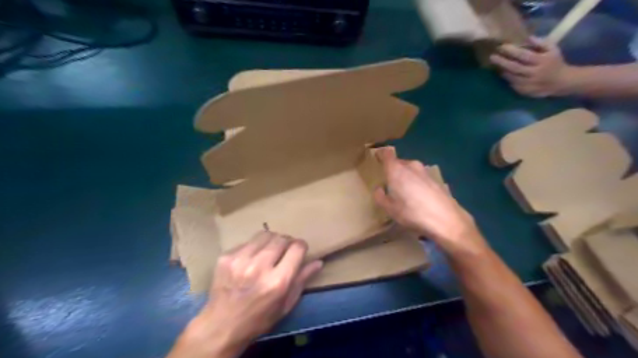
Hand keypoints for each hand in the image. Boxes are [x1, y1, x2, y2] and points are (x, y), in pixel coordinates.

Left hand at [168, 232, 321, 357]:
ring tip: (269, 252)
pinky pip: (247, 242)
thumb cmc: (259, 319)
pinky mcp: (226, 257)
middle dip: (287, 242)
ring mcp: (240, 260)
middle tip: (284, 251)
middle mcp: (259, 267)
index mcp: (278, 282)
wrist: (221, 326)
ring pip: (265, 235)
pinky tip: (250, 260)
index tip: (299, 251)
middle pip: (281, 238)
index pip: (297, 247)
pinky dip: (254, 248)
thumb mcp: (286, 304)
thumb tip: (318, 262)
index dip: (301, 246)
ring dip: (271, 241)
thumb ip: (302, 280)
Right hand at [375, 147, 483, 254]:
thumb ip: (380, 197)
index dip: (381, 155)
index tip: (377, 159)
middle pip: (399, 162)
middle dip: (393, 170)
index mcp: (396, 170)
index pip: (386, 153)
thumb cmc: (412, 213)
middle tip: (389, 182)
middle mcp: (411, 166)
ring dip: (406, 177)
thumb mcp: (389, 209)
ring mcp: (425, 172)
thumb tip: (379, 189)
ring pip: (410, 170)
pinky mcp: (436, 180)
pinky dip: (416, 183)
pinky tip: (418, 197)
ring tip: (404, 191)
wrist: (446, 219)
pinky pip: (420, 177)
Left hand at [490, 36, 573, 98]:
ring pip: (512, 78)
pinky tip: (503, 74)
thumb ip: (541, 43)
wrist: (562, 82)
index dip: (512, 51)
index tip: (502, 46)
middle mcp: (535, 73)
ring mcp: (529, 84)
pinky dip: (507, 79)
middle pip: (515, 67)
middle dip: (502, 62)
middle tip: (492, 57)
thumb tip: (527, 37)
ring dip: (502, 71)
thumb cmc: (555, 62)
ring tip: (495, 65)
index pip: (524, 55)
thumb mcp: (553, 49)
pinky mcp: (525, 91)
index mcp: (542, 61)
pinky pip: (513, 85)